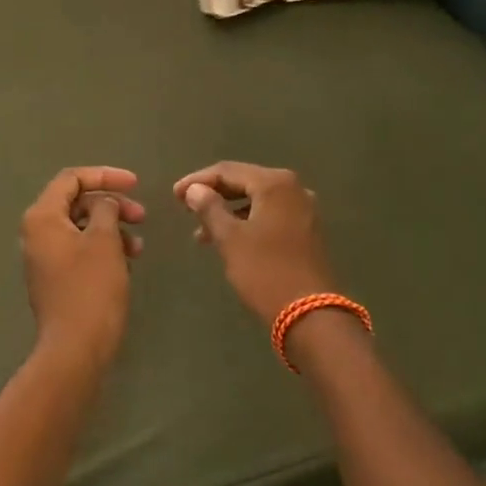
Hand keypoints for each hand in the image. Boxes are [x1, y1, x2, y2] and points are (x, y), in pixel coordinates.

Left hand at [21, 166, 144, 365]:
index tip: (136, 184)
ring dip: (111, 228)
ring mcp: (43, 257)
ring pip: (80, 227)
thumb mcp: (104, 240)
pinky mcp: (54, 278)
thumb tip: (103, 203)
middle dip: (111, 204)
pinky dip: (103, 248)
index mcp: (42, 217)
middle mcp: (36, 233)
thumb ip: (105, 210)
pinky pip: (79, 249)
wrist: (75, 350)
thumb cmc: (91, 289)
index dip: (105, 176)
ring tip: (138, 247)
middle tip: (142, 216)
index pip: (71, 179)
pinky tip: (125, 263)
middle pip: (75, 202)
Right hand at [173, 162, 335, 325]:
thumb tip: (194, 189)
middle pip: (244, 182)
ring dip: (228, 211)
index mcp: (274, 184)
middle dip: (213, 195)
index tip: (175, 195)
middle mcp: (293, 189)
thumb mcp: (230, 239)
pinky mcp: (306, 230)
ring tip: (201, 232)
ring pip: (256, 200)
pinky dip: (246, 222)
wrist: (311, 315)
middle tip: (185, 207)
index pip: (227, 171)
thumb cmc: (265, 271)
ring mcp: (303, 210)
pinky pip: (269, 215)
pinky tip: (229, 239)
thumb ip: (209, 208)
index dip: (198, 181)